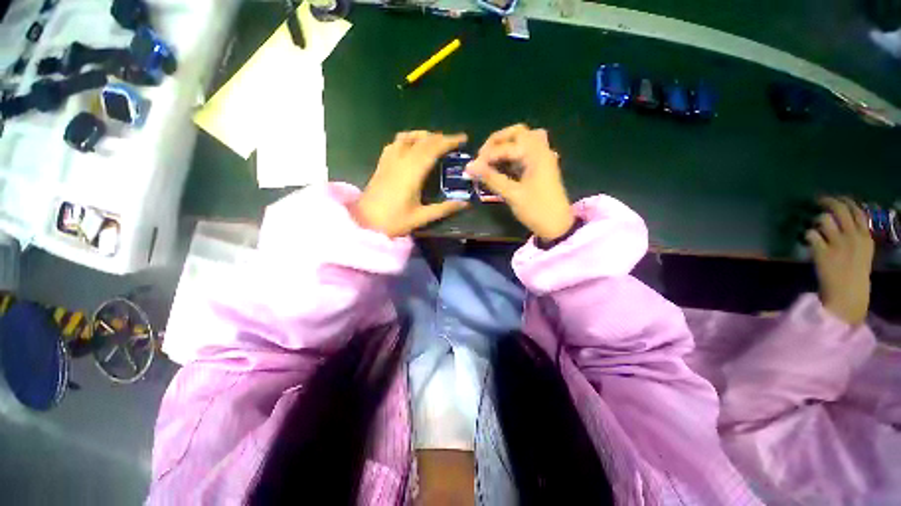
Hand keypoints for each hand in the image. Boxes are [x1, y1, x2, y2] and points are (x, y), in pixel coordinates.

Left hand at [352, 131, 468, 236]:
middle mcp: (401, 161)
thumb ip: (444, 209)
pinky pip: (395, 143)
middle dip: (440, 137)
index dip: (449, 141)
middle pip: (422, 141)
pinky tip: (411, 146)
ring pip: (407, 137)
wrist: (364, 222)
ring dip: (423, 135)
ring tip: (435, 140)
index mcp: (412, 173)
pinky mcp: (381, 164)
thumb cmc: (393, 221)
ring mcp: (389, 161)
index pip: (433, 149)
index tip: (463, 139)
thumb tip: (465, 204)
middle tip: (454, 141)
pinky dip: (407, 139)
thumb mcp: (421, 217)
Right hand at [465, 124, 574, 240]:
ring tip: (491, 160)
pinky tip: (503, 166)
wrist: (558, 226)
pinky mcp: (541, 167)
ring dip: (506, 146)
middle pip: (518, 133)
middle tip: (483, 156)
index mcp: (536, 154)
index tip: (472, 168)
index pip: (506, 147)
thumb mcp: (512, 194)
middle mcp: (541, 150)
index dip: (487, 156)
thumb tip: (470, 167)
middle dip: (497, 141)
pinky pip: (526, 152)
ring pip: (524, 141)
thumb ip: (491, 178)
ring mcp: (543, 158)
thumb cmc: (536, 210)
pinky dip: (513, 155)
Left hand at [805, 197, 873, 324]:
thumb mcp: (864, 250)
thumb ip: (858, 234)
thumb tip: (847, 218)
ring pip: (824, 219)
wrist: (847, 294)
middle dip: (828, 201)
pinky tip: (810, 241)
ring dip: (817, 221)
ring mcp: (837, 244)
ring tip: (817, 229)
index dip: (845, 201)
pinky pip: (811, 234)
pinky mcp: (822, 252)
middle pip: (840, 210)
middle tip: (818, 200)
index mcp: (866, 236)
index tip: (836, 197)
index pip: (857, 210)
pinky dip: (808, 235)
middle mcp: (853, 237)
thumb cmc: (855, 273)